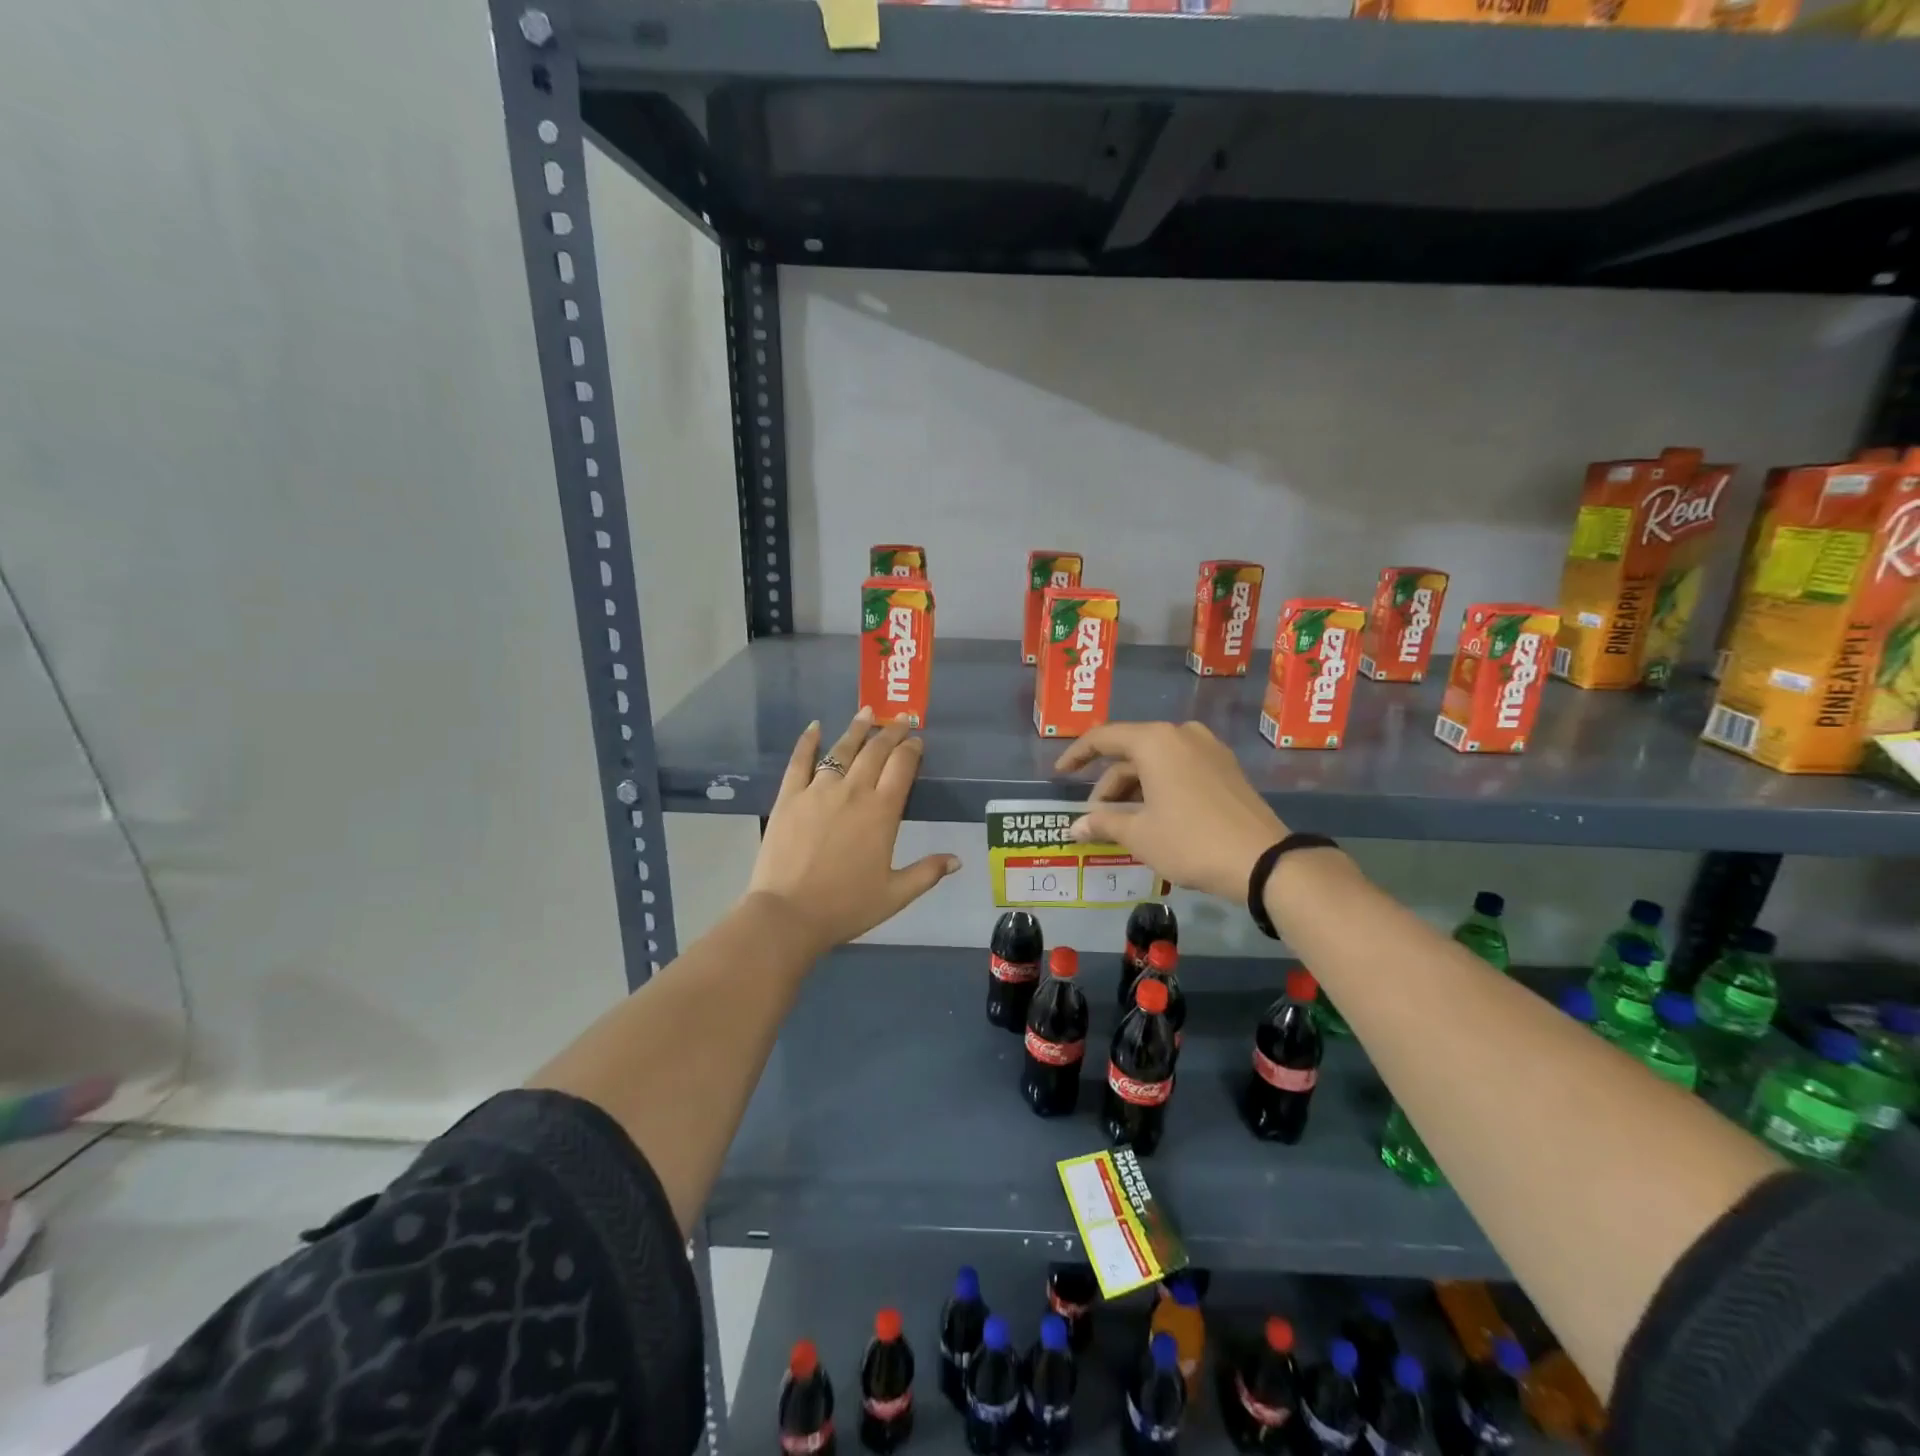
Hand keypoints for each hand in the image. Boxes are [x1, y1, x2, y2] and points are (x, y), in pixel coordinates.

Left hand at [744, 709, 960, 957]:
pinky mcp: (789, 796)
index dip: (912, 750)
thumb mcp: (895, 895)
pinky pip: (800, 761)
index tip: (917, 740)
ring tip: (867, 712)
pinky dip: (808, 741)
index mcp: (882, 812)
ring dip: (857, 729)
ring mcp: (818, 790)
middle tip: (900, 720)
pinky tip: (815, 727)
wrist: (788, 914)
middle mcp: (853, 791)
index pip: (902, 767)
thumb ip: (927, 873)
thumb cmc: (846, 906)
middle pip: (875, 751)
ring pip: (841, 750)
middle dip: (890, 732)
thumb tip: (957, 860)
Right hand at [1054, 722, 1288, 901]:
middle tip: (1095, 818)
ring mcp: (1208, 749)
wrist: (1263, 861)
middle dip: (1109, 784)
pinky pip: (1179, 768)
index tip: (1060, 774)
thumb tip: (1075, 826)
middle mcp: (1181, 734)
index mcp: (1155, 741)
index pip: (1103, 738)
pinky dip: (1159, 787)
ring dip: (1133, 788)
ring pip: (1156, 762)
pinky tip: (1153, 816)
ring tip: (1123, 823)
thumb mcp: (1139, 835)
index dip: (1077, 755)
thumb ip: (1102, 823)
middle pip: (1131, 752)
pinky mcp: (1226, 768)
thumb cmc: (1190, 841)